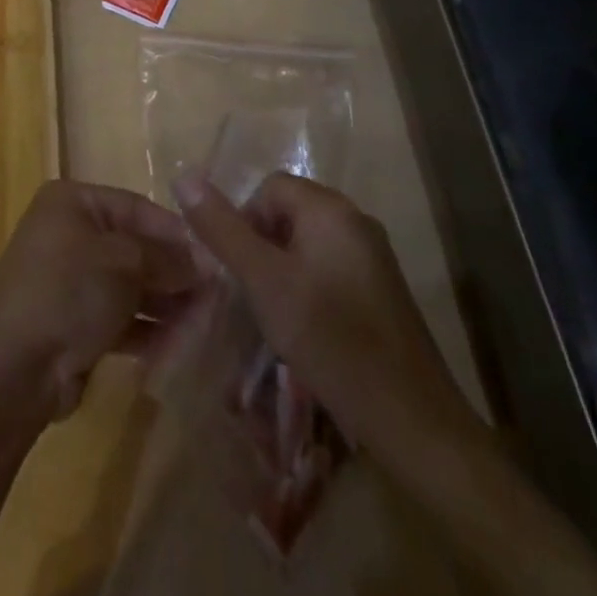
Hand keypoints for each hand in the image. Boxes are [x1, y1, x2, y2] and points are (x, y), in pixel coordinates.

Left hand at [0, 180, 202, 420]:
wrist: (12, 367)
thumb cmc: (68, 291)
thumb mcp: (124, 262)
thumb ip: (168, 258)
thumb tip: (206, 261)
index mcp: (74, 203)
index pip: (138, 208)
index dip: (177, 233)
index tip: (217, 258)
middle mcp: (70, 234)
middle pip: (136, 248)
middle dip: (175, 274)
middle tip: (216, 298)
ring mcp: (71, 281)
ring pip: (131, 287)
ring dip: (166, 306)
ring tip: (204, 325)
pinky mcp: (74, 324)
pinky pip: (120, 319)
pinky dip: (147, 330)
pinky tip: (178, 347)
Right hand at [174, 171, 483, 479]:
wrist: (412, 419)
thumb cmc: (330, 340)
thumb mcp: (264, 282)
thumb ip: (223, 229)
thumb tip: (184, 176)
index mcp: (330, 208)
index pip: (269, 187)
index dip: (244, 220)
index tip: (239, 270)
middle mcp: (356, 220)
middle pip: (290, 211)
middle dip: (263, 245)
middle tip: (254, 293)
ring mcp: (374, 255)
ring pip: (308, 242)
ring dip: (283, 268)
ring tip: (276, 313)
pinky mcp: (382, 289)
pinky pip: (331, 266)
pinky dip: (309, 285)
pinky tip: (308, 327)